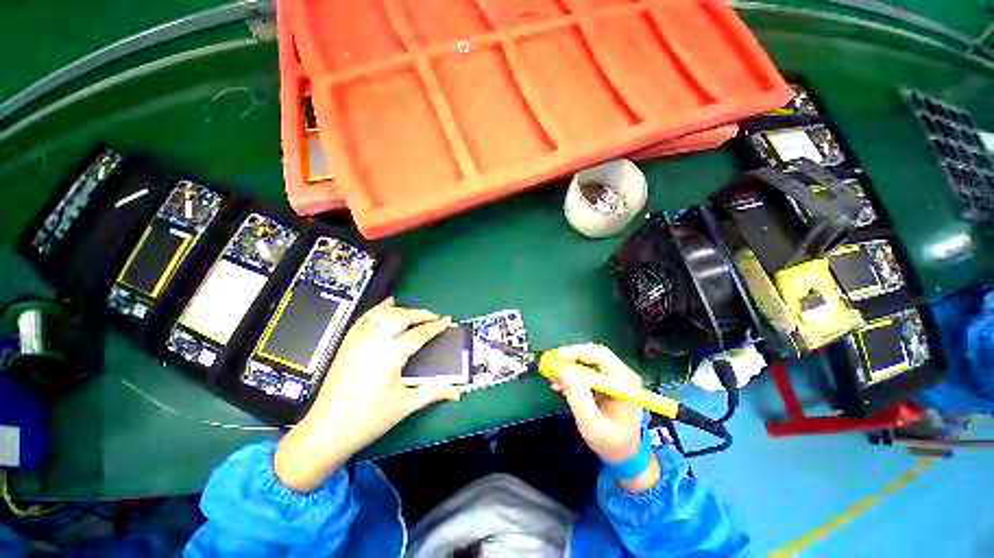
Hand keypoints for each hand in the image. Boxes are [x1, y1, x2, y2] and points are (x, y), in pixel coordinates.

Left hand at [275, 298, 461, 491]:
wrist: (328, 429)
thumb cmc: (369, 419)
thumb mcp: (405, 405)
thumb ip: (434, 393)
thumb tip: (457, 392)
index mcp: (391, 357)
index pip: (419, 334)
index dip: (435, 326)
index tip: (447, 321)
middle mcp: (374, 343)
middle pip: (401, 317)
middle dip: (421, 314)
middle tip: (434, 317)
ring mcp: (358, 341)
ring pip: (383, 314)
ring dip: (402, 310)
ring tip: (415, 312)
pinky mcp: (347, 344)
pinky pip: (364, 318)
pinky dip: (377, 309)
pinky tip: (386, 305)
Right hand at [550, 344, 660, 492]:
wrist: (625, 457)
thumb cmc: (610, 443)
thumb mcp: (591, 423)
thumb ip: (578, 396)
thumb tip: (564, 369)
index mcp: (624, 381)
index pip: (600, 355)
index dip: (576, 352)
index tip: (556, 357)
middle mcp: (622, 375)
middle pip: (594, 355)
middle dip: (571, 358)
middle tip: (551, 364)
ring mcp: (615, 378)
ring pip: (589, 362)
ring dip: (569, 367)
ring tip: (553, 376)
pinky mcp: (607, 383)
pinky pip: (588, 371)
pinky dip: (572, 375)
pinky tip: (560, 384)